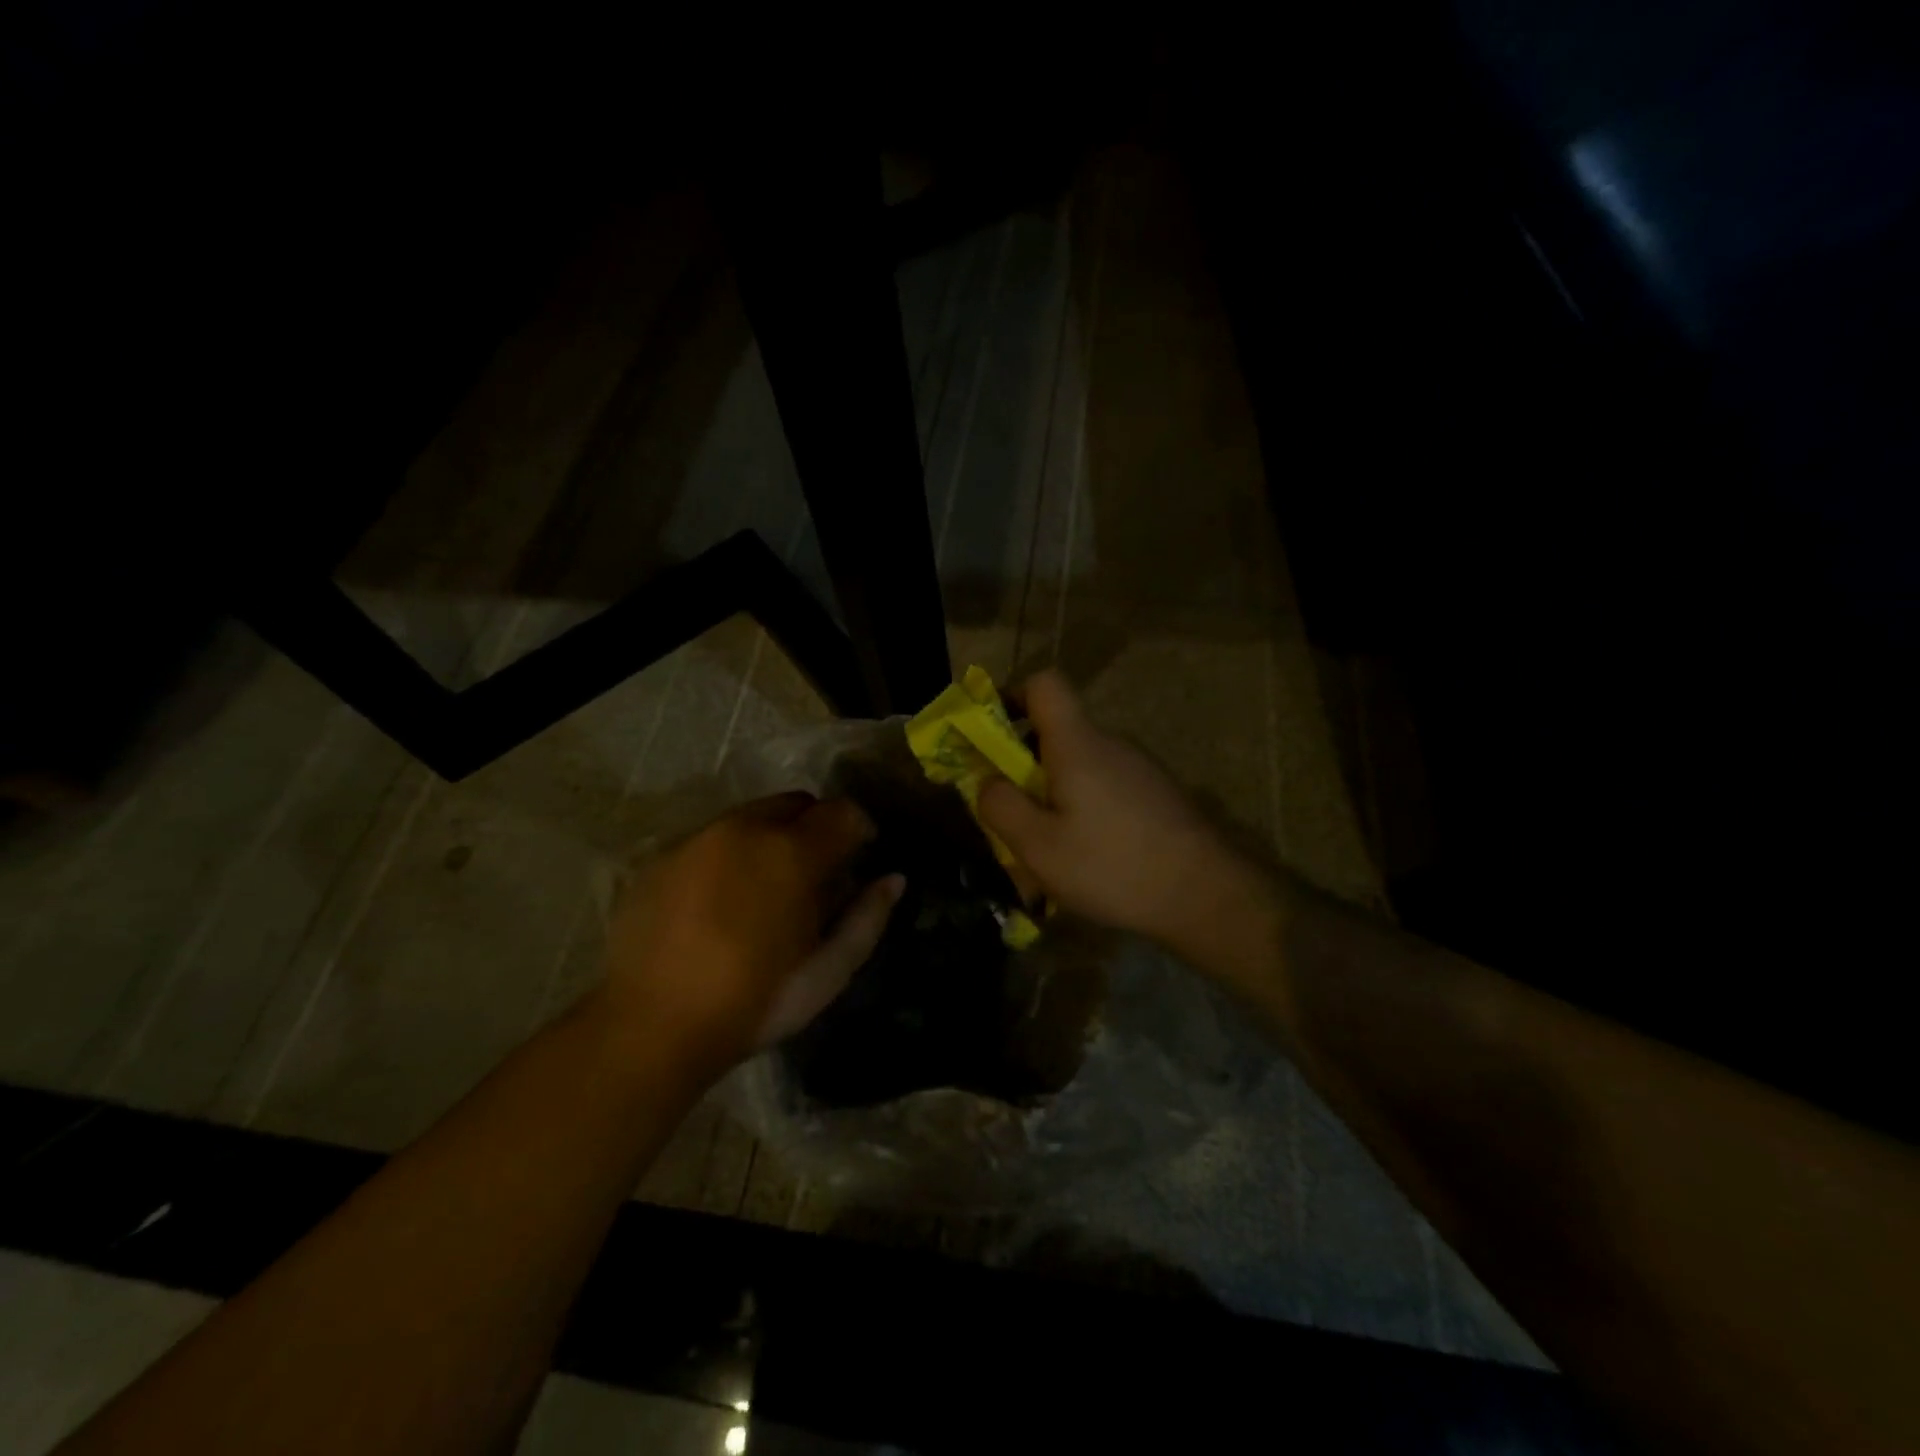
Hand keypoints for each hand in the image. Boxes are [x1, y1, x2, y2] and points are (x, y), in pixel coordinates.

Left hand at [600, 794, 903, 1071]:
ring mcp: (697, 838)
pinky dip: (728, 856)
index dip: (859, 830)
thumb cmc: (753, 1002)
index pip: (843, 812)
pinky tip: (719, 902)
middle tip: (813, 874)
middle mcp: (745, 829)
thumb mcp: (828, 971)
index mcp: (792, 852)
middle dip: (814, 827)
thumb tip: (893, 880)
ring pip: (750, 817)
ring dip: (770, 839)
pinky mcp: (661, 857)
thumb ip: (868, 917)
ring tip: (763, 889)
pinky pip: (710, 839)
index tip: (858, 858)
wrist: (650, 1027)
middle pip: (796, 803)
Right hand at [979, 672, 1265, 959]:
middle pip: (1057, 731)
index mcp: (1078, 743)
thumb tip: (987, 782)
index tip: (991, 734)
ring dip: (1055, 795)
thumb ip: (1000, 807)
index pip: (1044, 683)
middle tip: (1011, 814)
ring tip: (1048, 850)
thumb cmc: (1112, 866)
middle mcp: (1111, 744)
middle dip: (1024, 765)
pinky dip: (1085, 811)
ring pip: (1080, 767)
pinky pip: (1105, 789)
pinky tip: (1089, 858)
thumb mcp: (1038, 846)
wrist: (1206, 895)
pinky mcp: (1156, 795)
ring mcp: (1139, 769)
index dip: (1011, 695)